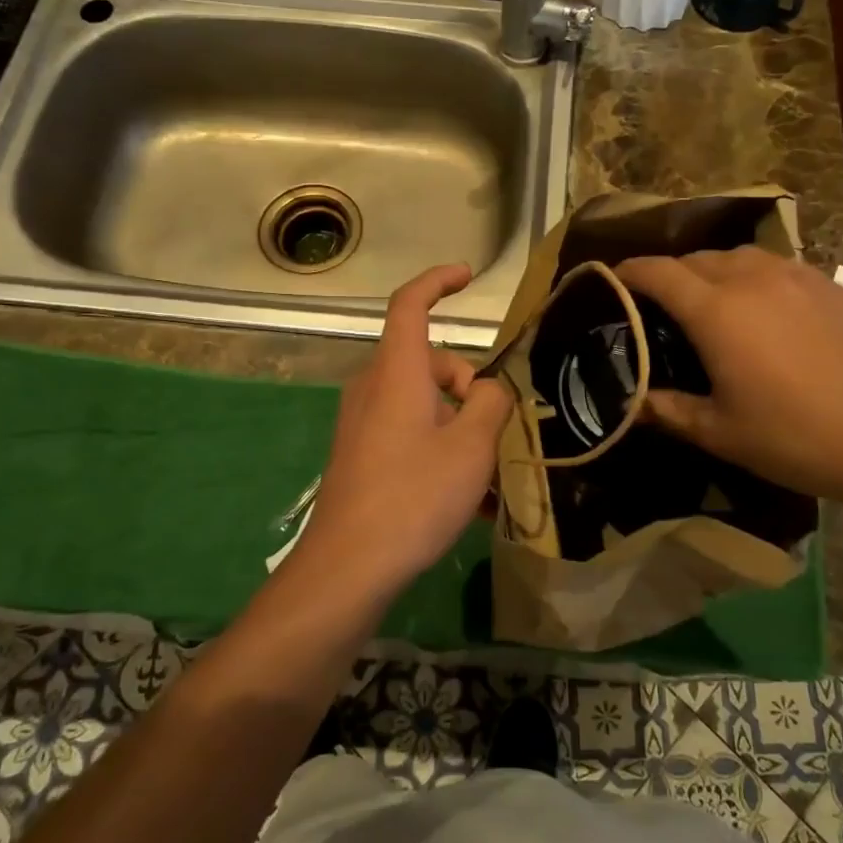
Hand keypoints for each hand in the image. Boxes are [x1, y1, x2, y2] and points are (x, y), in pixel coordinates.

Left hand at [292, 264, 510, 593]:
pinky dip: (439, 448)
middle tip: (495, 430)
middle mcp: (373, 388)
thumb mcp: (471, 447)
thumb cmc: (413, 496)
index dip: (438, 281)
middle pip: (428, 361)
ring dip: (459, 424)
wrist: (347, 567)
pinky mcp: (360, 454)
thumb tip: (492, 389)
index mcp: (396, 372)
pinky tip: (466, 498)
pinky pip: (409, 433)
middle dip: (468, 384)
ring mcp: (362, 423)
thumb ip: (491, 404)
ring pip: (422, 402)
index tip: (467, 275)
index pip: (410, 304)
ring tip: (489, 476)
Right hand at [614, 248, 842, 507]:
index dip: (629, 272)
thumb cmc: (797, 437)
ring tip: (710, 302)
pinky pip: (777, 267)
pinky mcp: (833, 286)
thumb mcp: (721, 432)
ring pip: (739, 256)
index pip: (658, 272)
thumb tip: (631, 403)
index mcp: (717, 310)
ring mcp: (799, 276)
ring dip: (713, 271)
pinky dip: (754, 278)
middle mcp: (753, 278)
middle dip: (669, 274)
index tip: (611, 280)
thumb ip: (669, 410)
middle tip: (658, 305)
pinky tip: (764, 311)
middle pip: (697, 258)